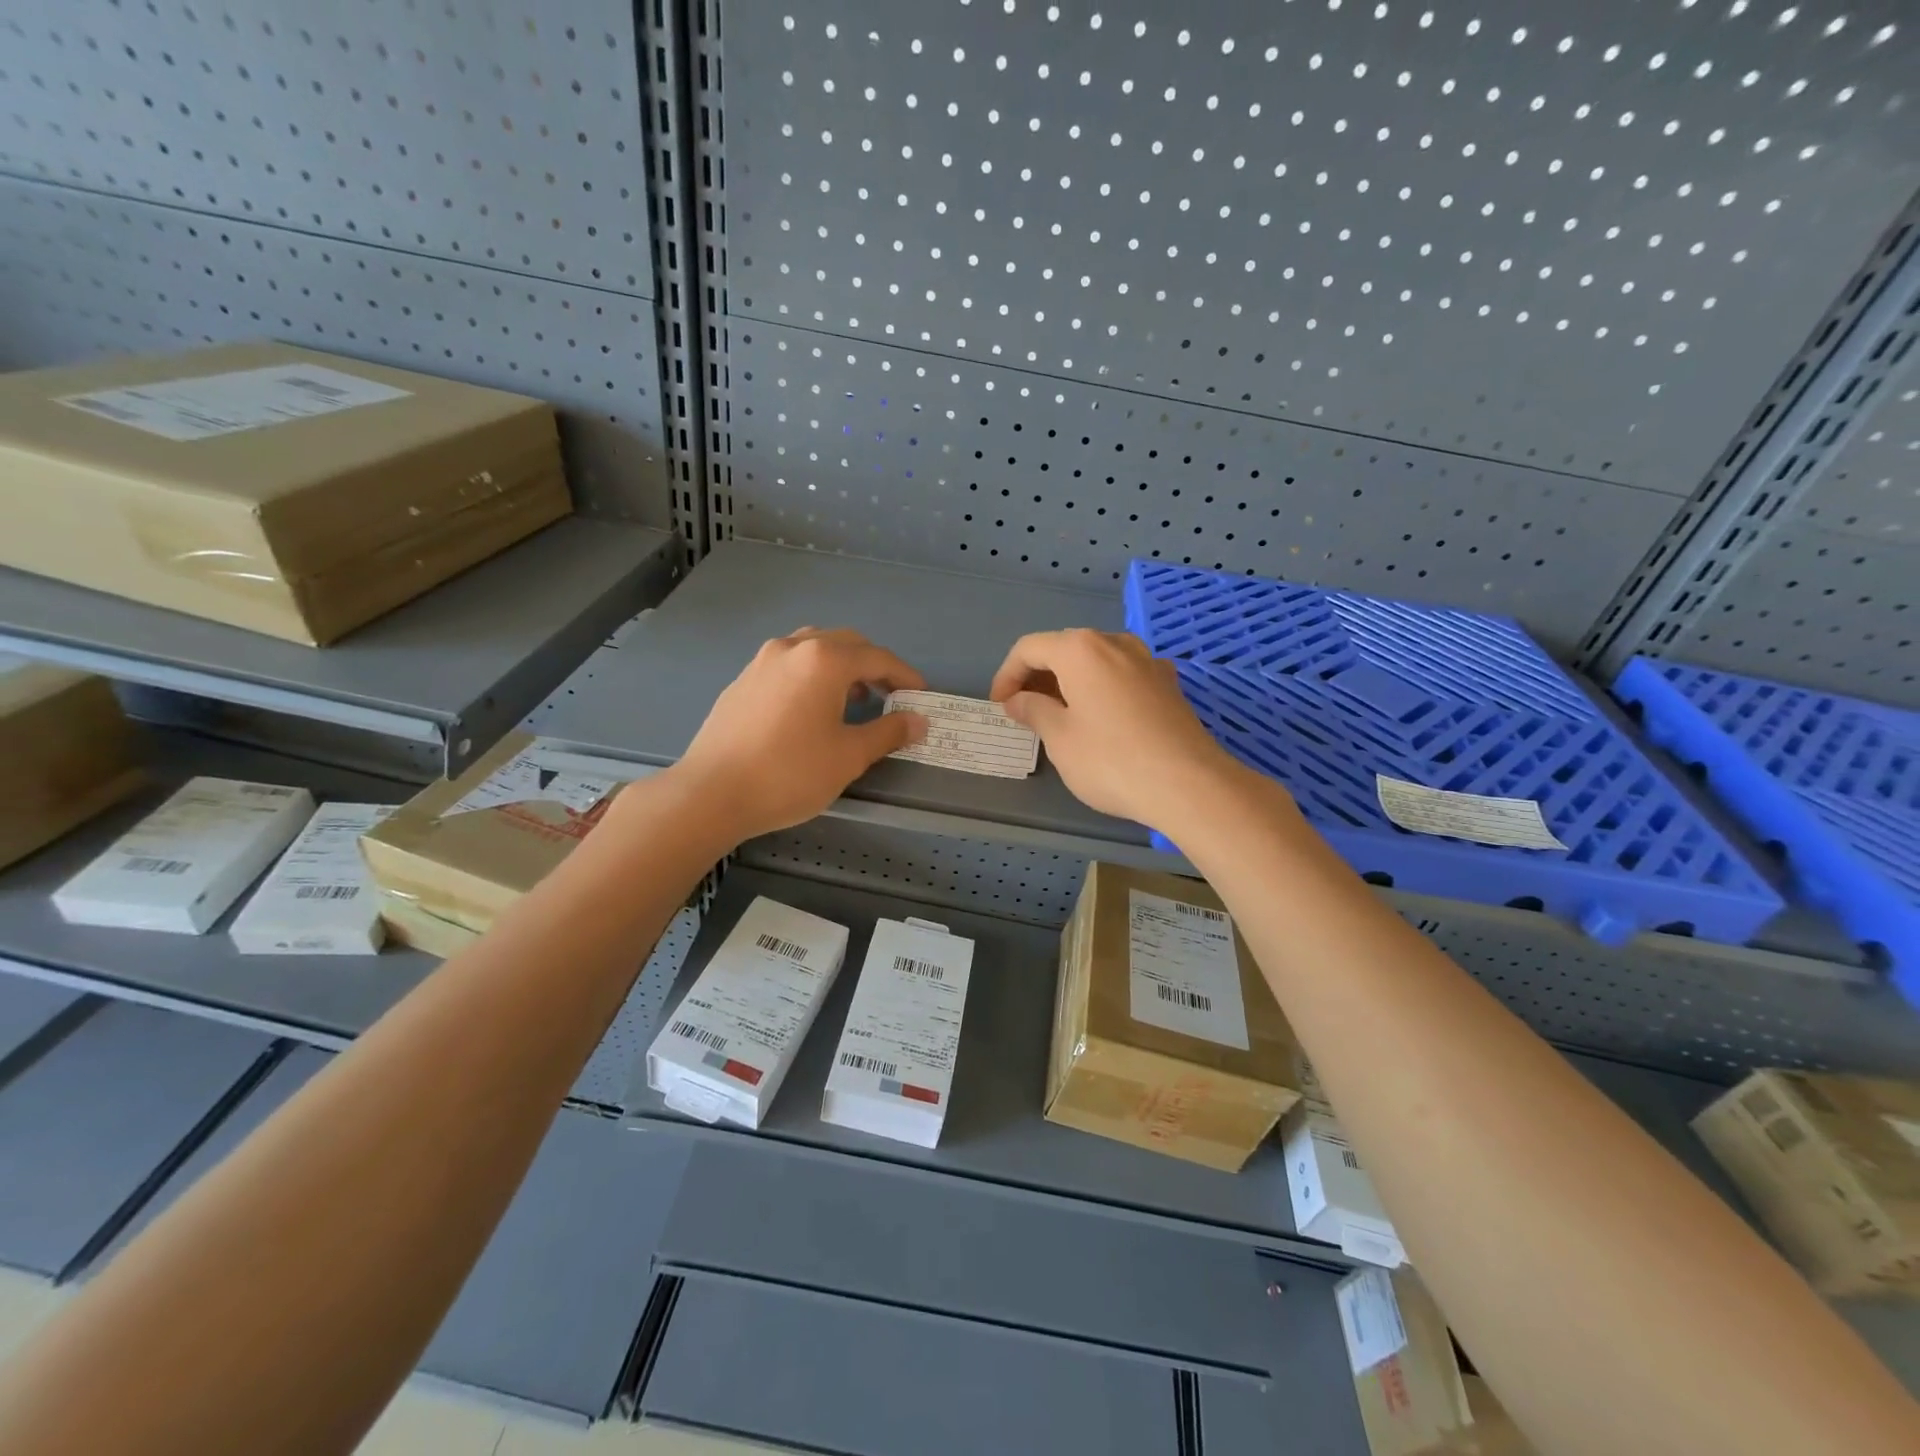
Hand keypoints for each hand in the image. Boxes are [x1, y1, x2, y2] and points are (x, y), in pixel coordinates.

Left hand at [673, 628, 926, 842]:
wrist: (711, 793)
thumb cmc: (789, 773)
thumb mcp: (849, 756)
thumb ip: (888, 732)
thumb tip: (918, 720)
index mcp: (824, 660)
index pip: (878, 658)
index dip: (905, 676)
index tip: (921, 696)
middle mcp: (793, 648)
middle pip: (846, 643)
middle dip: (874, 665)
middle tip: (892, 695)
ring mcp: (762, 661)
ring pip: (813, 648)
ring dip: (841, 665)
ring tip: (854, 697)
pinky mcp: (742, 680)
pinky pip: (789, 663)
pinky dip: (812, 674)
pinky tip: (811, 707)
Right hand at [990, 629, 1258, 834]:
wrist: (1188, 784)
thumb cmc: (1111, 760)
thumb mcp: (1060, 739)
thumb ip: (1033, 711)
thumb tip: (1018, 700)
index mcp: (1081, 649)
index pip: (1030, 648)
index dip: (1007, 675)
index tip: (999, 705)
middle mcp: (1115, 643)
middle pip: (1065, 648)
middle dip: (1038, 676)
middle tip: (1024, 710)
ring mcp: (1147, 661)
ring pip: (1097, 660)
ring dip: (1071, 680)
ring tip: (1060, 713)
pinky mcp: (1168, 684)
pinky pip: (1123, 675)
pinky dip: (1102, 687)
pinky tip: (1103, 716)